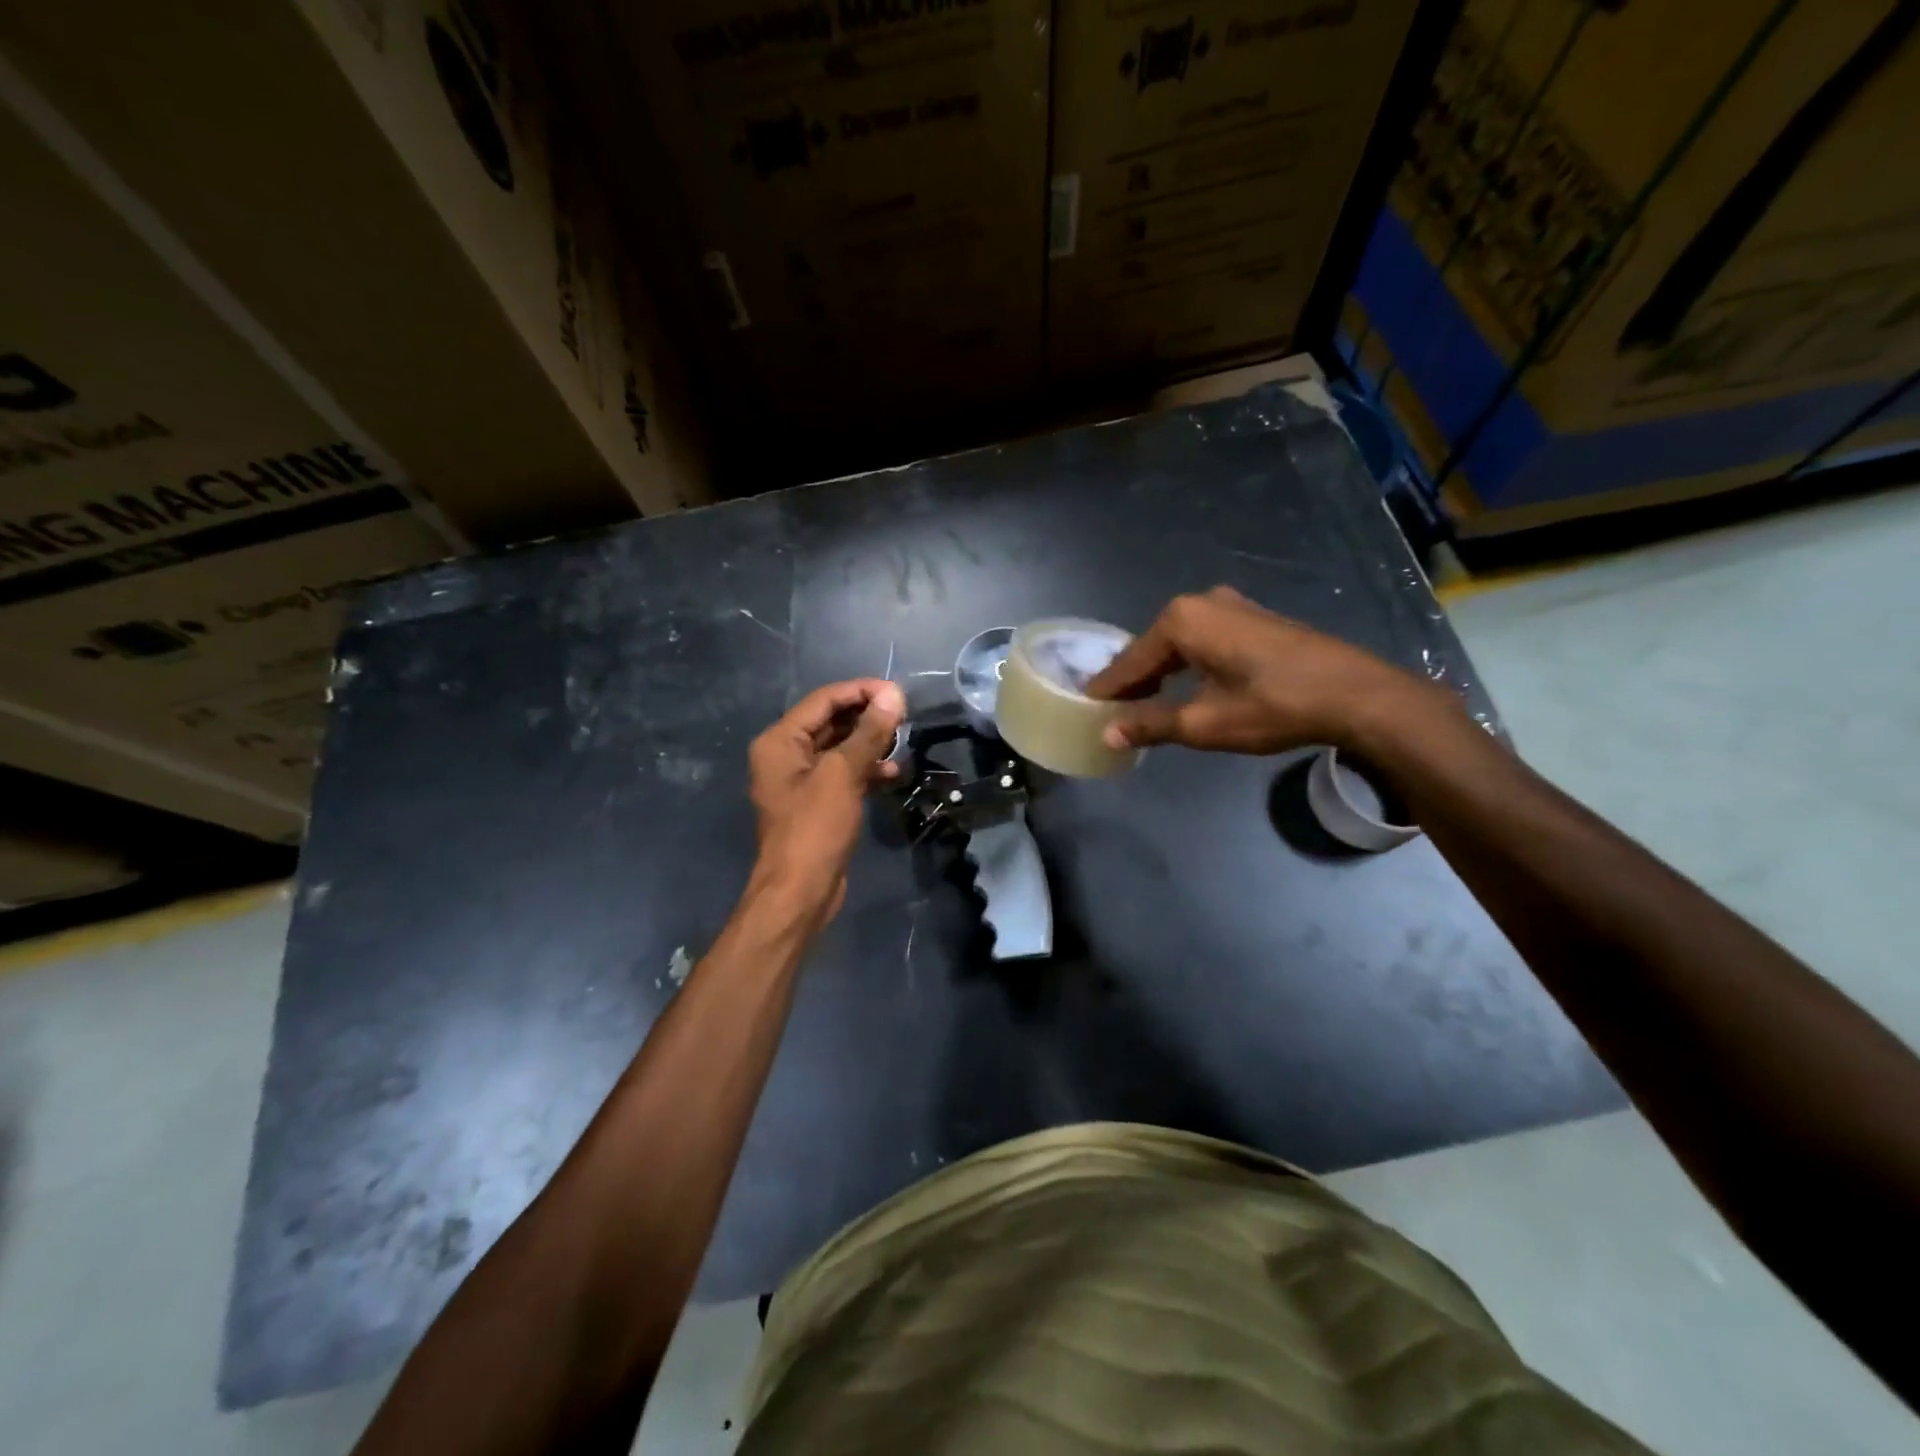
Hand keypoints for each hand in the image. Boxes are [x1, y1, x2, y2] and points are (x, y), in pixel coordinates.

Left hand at [748, 678, 904, 917]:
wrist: (800, 892)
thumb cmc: (815, 828)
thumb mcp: (843, 775)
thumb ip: (868, 732)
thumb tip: (893, 694)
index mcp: (780, 741)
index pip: (824, 700)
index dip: (861, 691)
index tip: (898, 692)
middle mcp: (785, 755)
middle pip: (831, 721)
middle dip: (867, 716)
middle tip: (904, 715)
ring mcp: (800, 780)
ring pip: (840, 747)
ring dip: (870, 743)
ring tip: (902, 741)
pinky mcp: (817, 802)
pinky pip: (843, 773)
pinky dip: (866, 769)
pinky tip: (893, 773)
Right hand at [1086, 586, 1445, 754]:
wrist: (1357, 694)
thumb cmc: (1273, 706)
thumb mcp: (1203, 723)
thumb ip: (1150, 725)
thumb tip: (1107, 733)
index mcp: (1181, 621)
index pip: (1129, 662)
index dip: (1106, 691)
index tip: (1083, 710)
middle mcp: (1201, 602)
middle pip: (1151, 649)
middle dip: (1131, 682)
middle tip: (1111, 713)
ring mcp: (1231, 606)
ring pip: (1178, 644)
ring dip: (1159, 674)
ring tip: (1142, 706)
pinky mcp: (1253, 618)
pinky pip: (1203, 640)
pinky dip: (1186, 665)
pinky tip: (1184, 687)